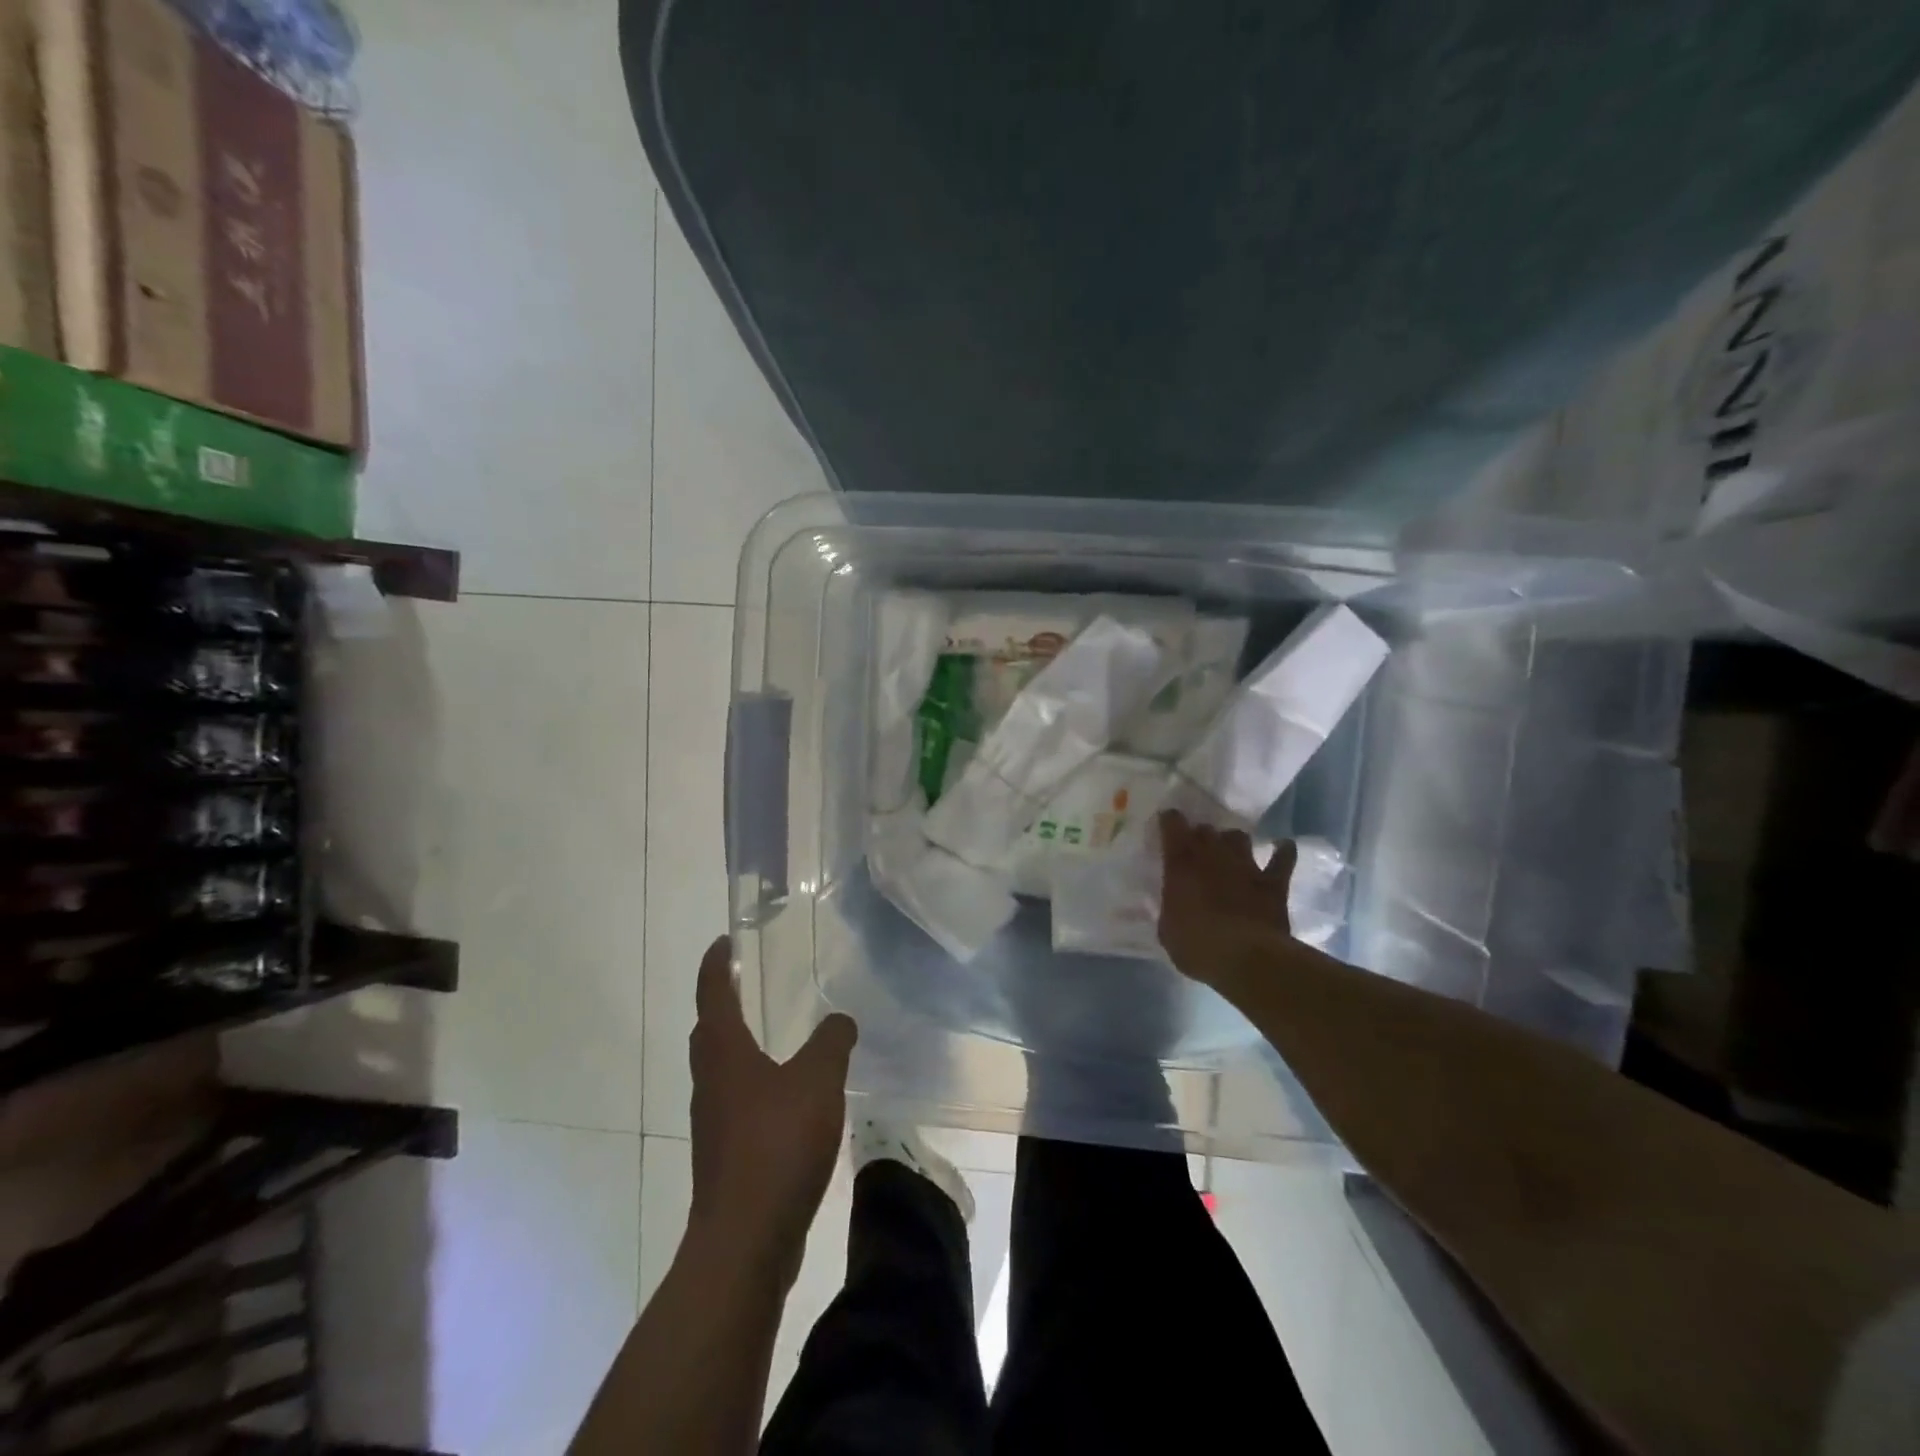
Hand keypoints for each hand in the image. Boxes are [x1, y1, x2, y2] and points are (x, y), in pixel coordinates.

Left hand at [688, 937, 856, 1281]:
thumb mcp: (817, 1080)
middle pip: (709, 1033)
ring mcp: (714, 1124)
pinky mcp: (726, 1157)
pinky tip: (788, 1099)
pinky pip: (738, 1105)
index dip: (716, 965)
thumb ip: (831, 1042)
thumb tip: (840, 1018)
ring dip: (739, 1048)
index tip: (723, 942)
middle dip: (722, 1005)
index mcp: (724, 1054)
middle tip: (747, 985)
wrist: (745, 1240)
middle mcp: (710, 1083)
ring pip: (721, 1072)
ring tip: (773, 1038)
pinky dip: (756, 1087)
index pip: (713, 995)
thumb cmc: (776, 1145)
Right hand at [1157, 809, 1296, 983]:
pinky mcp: (1273, 882)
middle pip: (1206, 829)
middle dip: (1201, 835)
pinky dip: (1283, 851)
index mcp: (1181, 863)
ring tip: (1230, 851)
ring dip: (1233, 842)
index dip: (1170, 821)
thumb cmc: (1197, 946)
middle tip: (1197, 849)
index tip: (1168, 824)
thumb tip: (1174, 904)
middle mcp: (1213, 855)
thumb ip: (1170, 908)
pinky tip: (1282, 848)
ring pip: (1239, 837)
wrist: (1247, 960)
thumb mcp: (1167, 930)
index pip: (1173, 824)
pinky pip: (1283, 858)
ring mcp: (1246, 866)